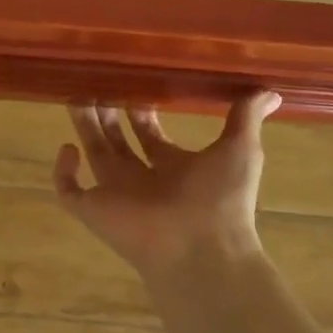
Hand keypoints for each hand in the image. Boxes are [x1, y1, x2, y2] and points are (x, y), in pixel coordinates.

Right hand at [53, 93, 281, 282]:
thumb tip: (269, 89)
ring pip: (93, 154)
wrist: (202, 250)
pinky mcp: (94, 210)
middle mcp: (143, 179)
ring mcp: (116, 195)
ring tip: (75, 94)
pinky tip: (68, 148)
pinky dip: (63, 171)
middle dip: (109, 113)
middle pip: (118, 140)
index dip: (142, 112)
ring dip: (84, 126)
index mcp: (173, 167)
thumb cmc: (222, 199)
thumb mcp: (240, 149)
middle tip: (98, 82)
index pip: (151, 136)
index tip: (134, 83)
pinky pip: (68, 191)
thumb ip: (246, 117)